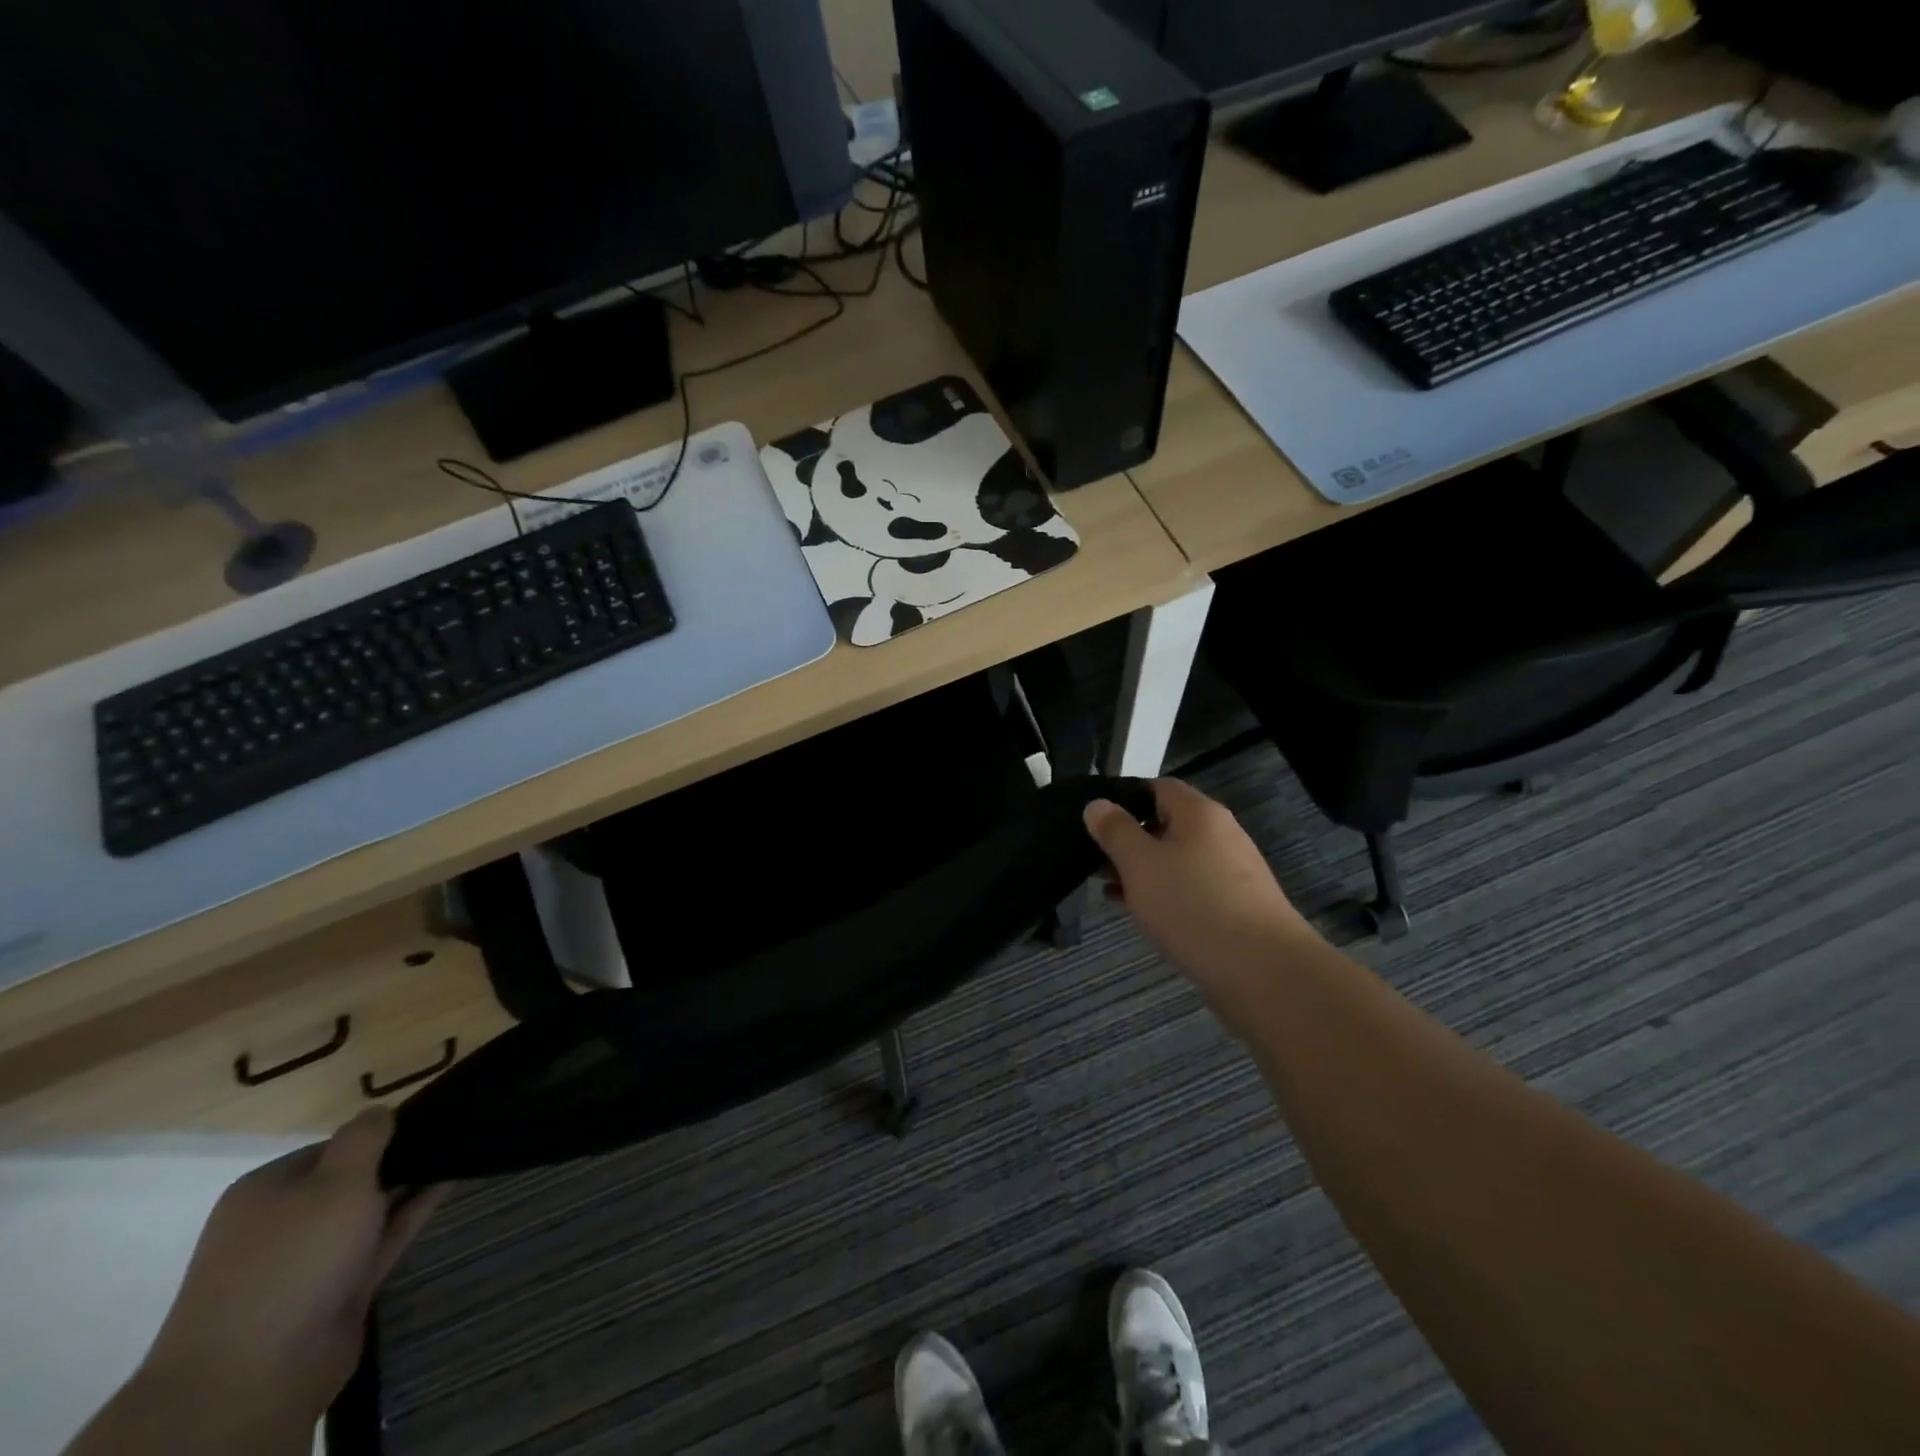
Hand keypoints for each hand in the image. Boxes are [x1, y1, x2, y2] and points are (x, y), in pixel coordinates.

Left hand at [141, 1109, 443, 1432]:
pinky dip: (414, 1211)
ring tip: (462, 1150)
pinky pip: (384, 1237)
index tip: (425, 1119)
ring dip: (410, 1184)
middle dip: (397, 1159)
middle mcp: (284, 1222)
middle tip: (453, 1132)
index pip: (333, 1146)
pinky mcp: (339, 1288)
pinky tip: (450, 1182)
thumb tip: (380, 1110)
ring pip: (371, 1209)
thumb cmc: (294, 1258)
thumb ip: (365, 1137)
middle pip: (351, 1178)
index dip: (378, 1133)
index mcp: (267, 1191)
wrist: (255, 1375)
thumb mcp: (337, 1179)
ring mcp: (311, 1259)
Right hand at [1084, 779, 1319, 1032]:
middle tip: (1093, 859)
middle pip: (1167, 824)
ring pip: (1177, 860)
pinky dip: (1164, 895)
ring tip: (1108, 889)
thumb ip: (1115, 831)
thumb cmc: (1193, 905)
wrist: (1263, 972)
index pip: (1159, 786)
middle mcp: (1221, 835)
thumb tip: (1097, 804)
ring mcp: (1232, 873)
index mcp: (1200, 814)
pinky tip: (1141, 914)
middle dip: (1130, 840)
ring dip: (1143, 871)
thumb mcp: (1140, 864)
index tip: (1095, 821)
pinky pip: (1191, 890)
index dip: (1125, 797)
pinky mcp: (1236, 907)